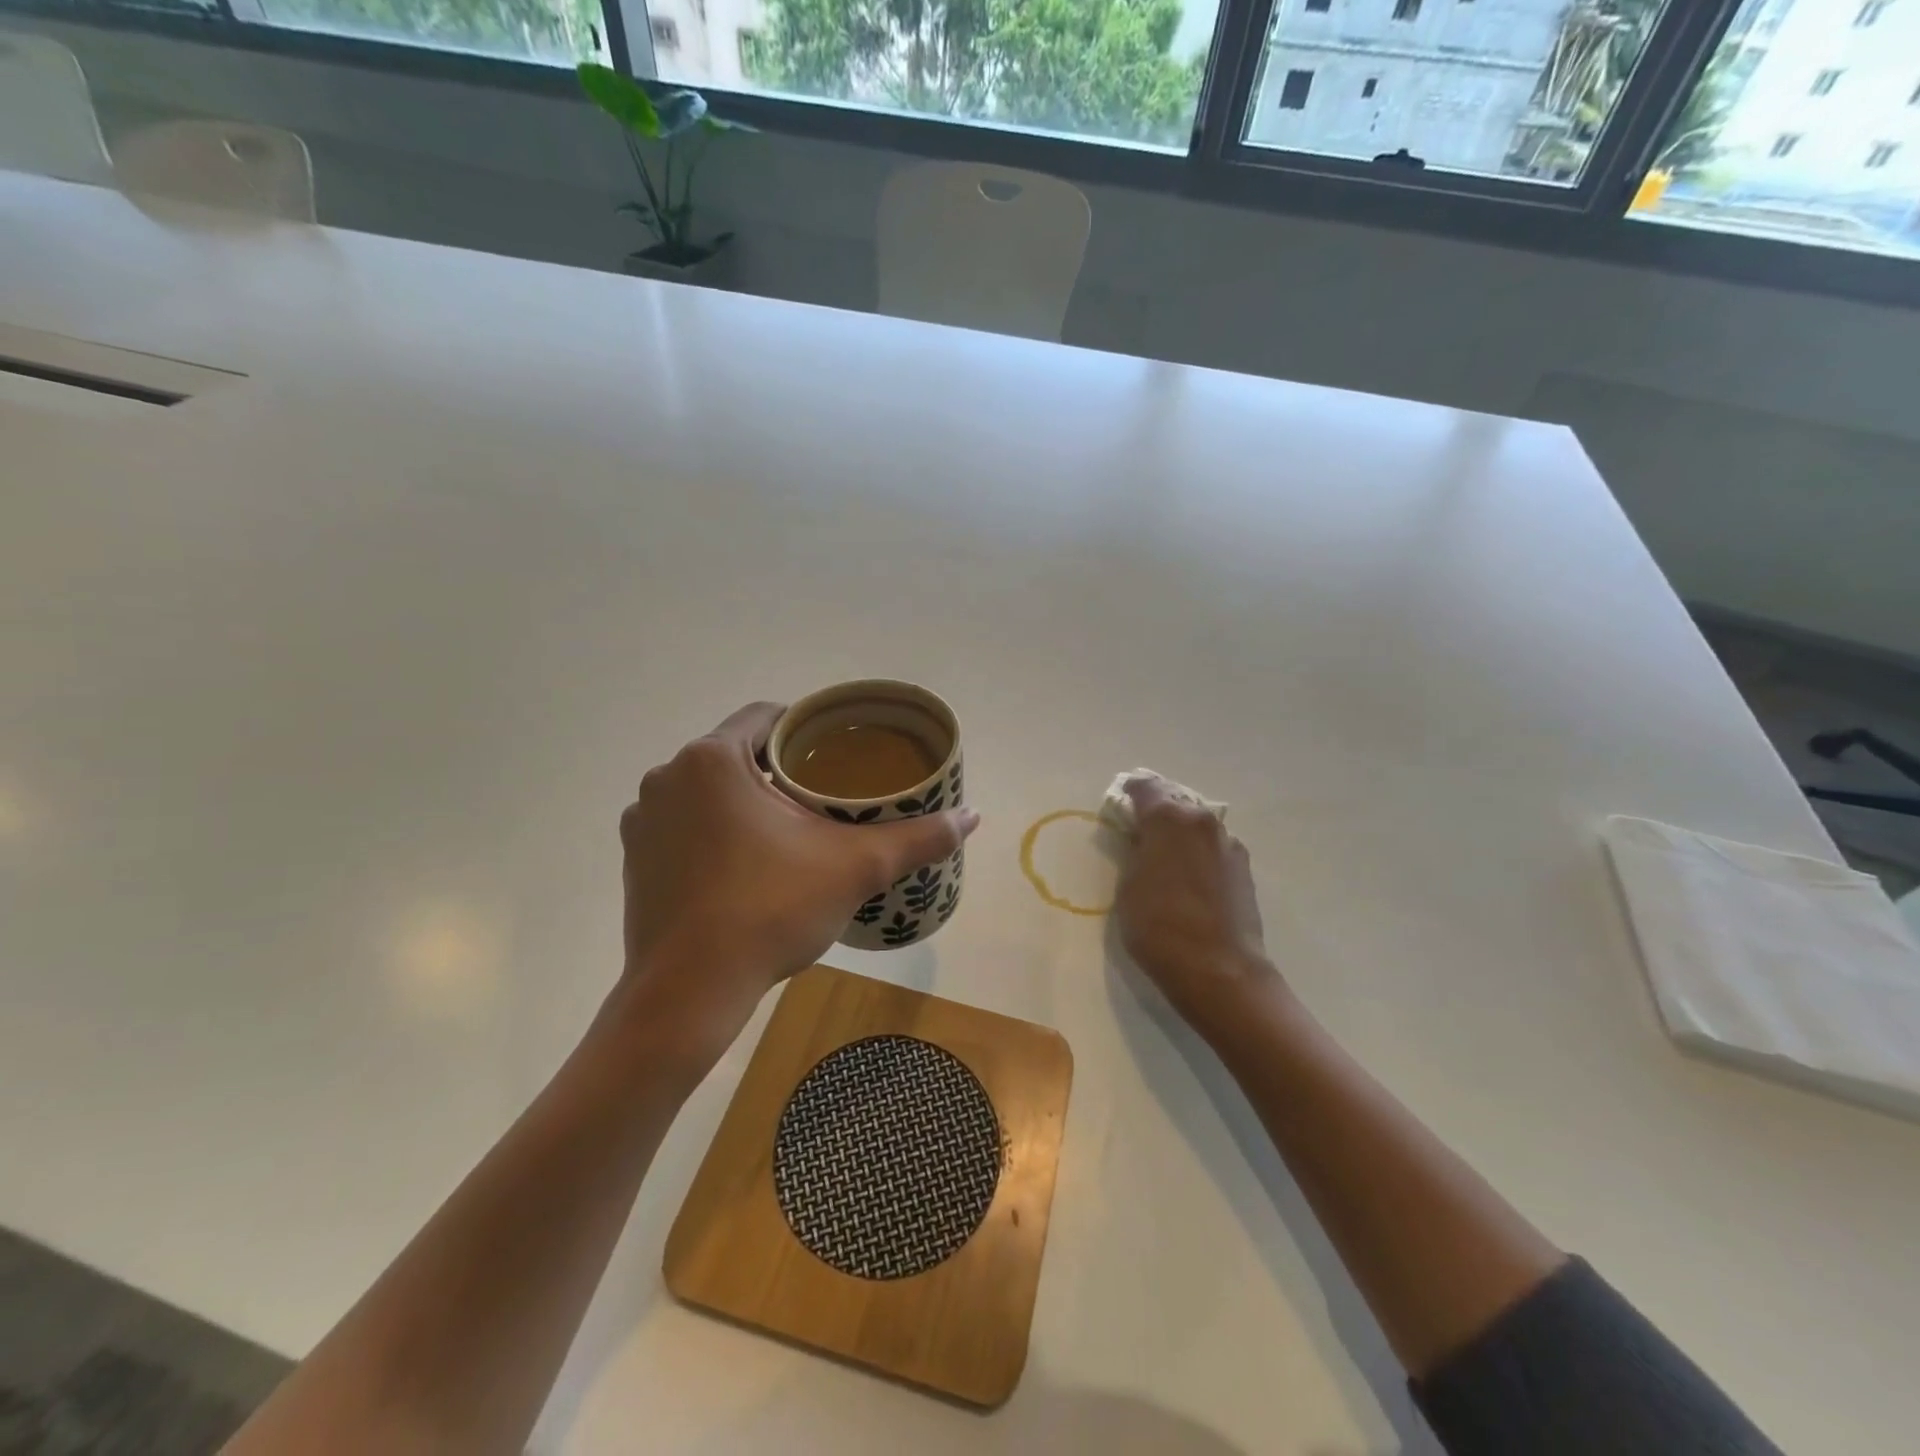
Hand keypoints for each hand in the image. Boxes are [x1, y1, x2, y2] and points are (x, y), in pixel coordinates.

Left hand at [618, 702, 978, 1064]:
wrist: (688, 994)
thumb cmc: (769, 911)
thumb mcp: (854, 869)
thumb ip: (916, 838)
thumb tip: (973, 816)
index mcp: (713, 758)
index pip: (767, 716)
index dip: (806, 728)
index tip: (836, 753)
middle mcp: (667, 776)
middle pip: (737, 752)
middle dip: (778, 767)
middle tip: (822, 794)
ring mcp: (642, 819)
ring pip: (707, 789)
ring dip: (742, 798)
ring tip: (786, 829)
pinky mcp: (633, 859)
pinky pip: (683, 823)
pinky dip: (713, 830)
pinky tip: (743, 863)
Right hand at [1113, 776, 1279, 1041]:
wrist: (1220, 971)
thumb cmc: (1159, 927)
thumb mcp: (1128, 887)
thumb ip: (1135, 854)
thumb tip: (1144, 842)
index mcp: (1169, 819)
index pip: (1146, 788)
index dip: (1130, 792)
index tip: (1121, 801)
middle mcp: (1202, 821)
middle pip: (1175, 804)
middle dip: (1157, 813)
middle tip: (1140, 832)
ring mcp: (1228, 844)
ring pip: (1197, 827)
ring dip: (1180, 835)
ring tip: (1166, 859)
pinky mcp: (1244, 869)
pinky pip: (1212, 849)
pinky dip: (1198, 855)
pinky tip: (1189, 880)